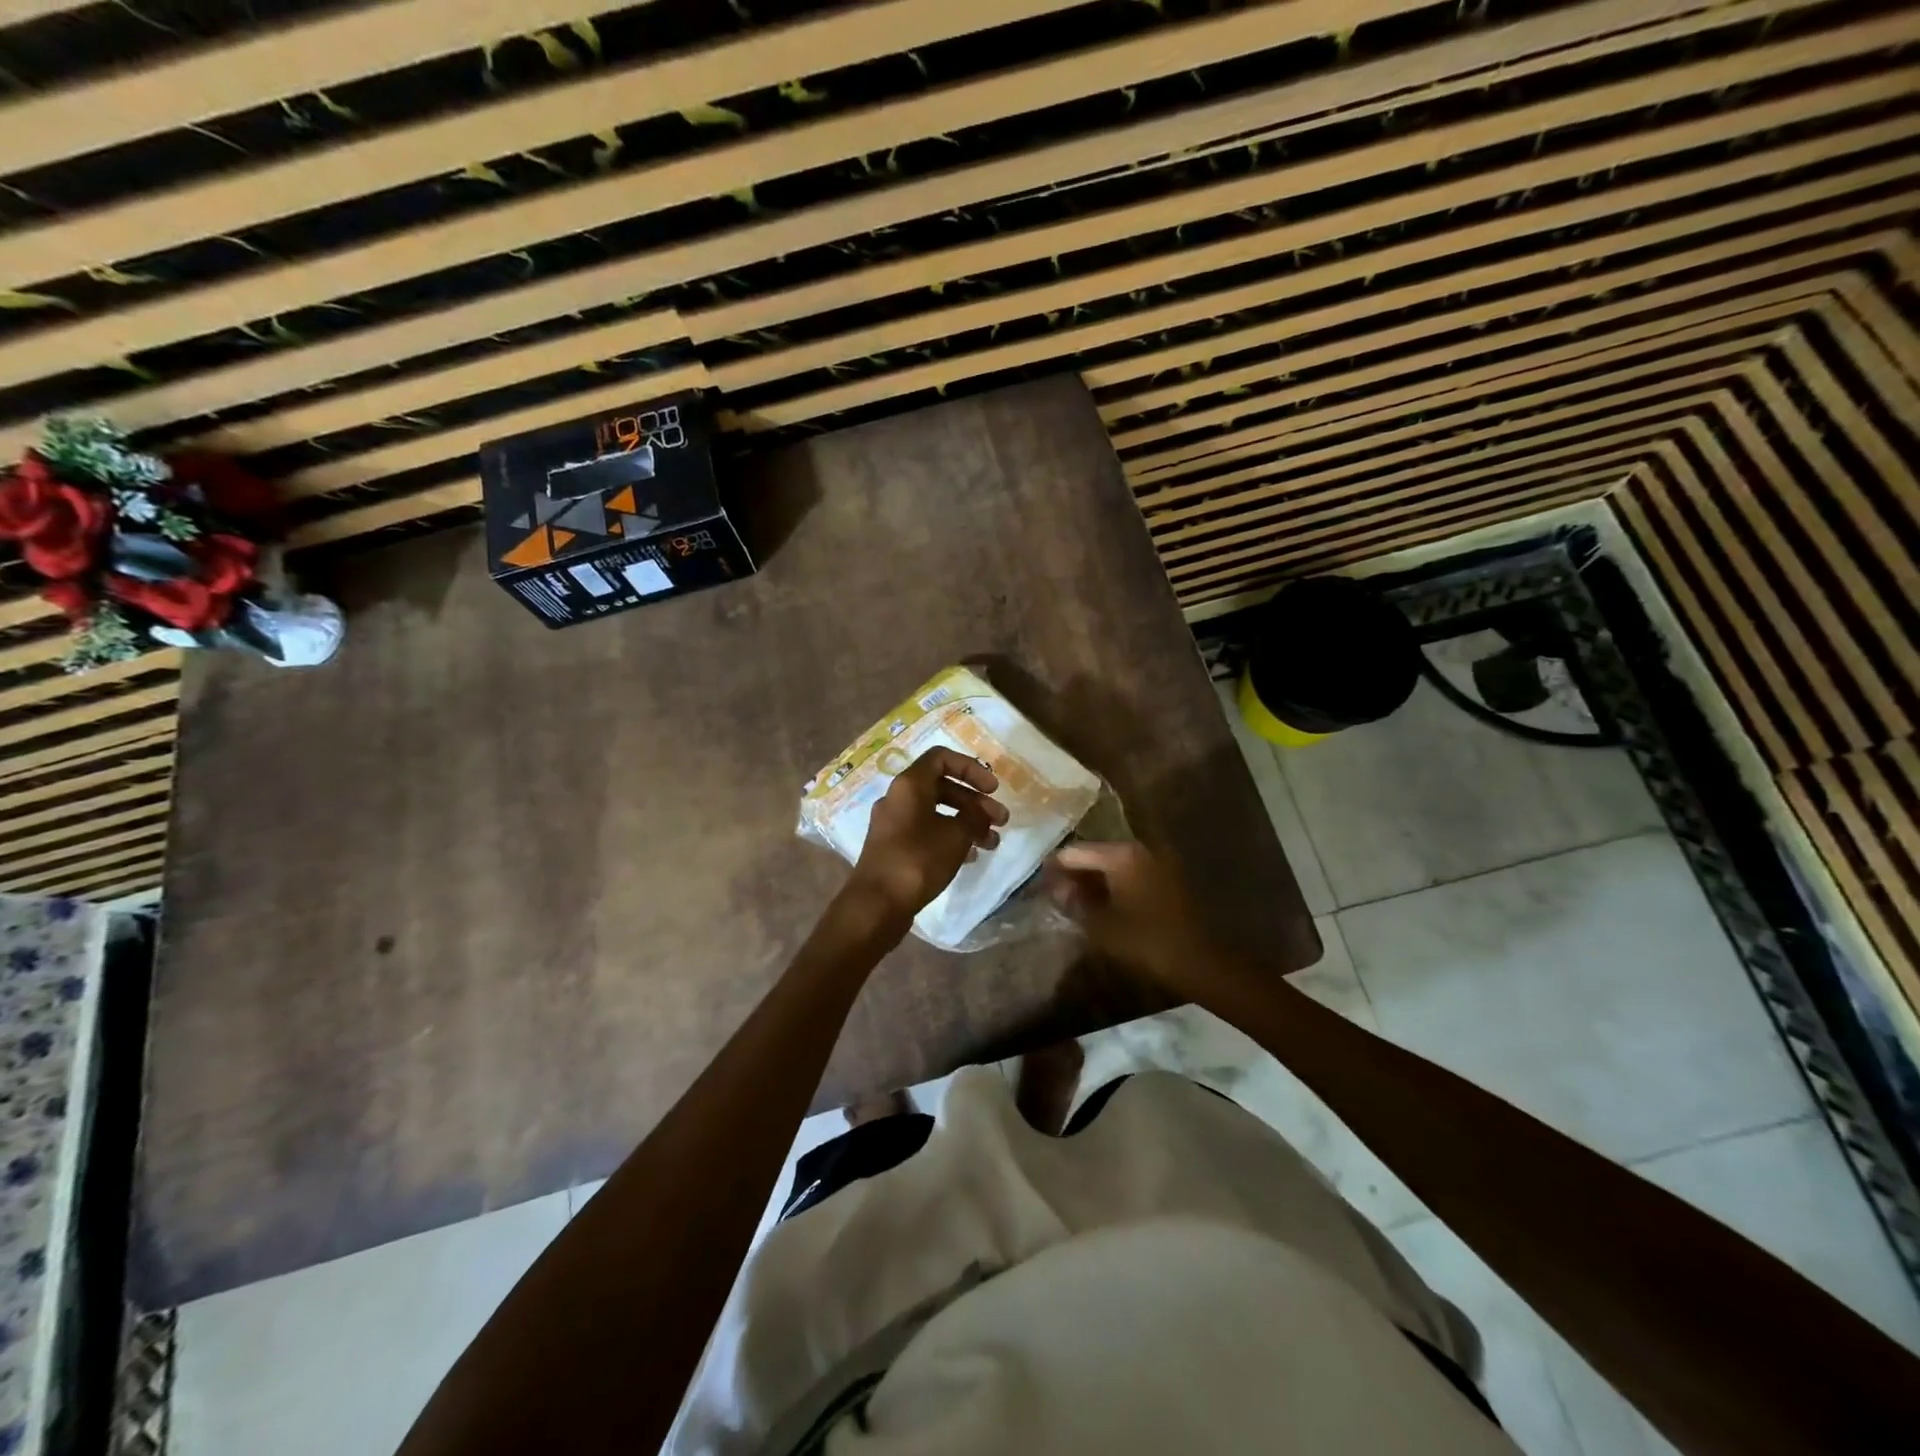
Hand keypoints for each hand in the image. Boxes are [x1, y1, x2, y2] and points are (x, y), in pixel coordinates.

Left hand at [846, 748, 1007, 922]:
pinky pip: (926, 831)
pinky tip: (970, 856)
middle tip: (1001, 821)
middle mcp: (898, 798)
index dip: (971, 768)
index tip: (993, 788)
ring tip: (992, 843)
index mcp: (909, 785)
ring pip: (936, 812)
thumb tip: (982, 811)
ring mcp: (893, 824)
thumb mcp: (956, 835)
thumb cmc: (917, 861)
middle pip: (942, 787)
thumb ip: (974, 817)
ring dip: (966, 822)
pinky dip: (950, 837)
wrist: (876, 904)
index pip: (941, 758)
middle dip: (975, 802)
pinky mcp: (893, 847)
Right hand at [1043, 842, 1223, 992]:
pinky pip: (1130, 873)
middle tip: (1055, 895)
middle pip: (1095, 854)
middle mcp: (1139, 849)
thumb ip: (1073, 901)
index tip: (1038, 885)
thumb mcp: (1100, 924)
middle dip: (1074, 873)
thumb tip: (1055, 887)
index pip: (1074, 851)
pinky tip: (1102, 905)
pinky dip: (1114, 885)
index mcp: (1121, 854)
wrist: (1199, 961)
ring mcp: (1156, 861)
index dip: (1053, 868)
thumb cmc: (1146, 941)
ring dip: (1094, 880)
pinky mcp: (1167, 877)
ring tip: (1075, 902)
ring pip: (1113, 865)